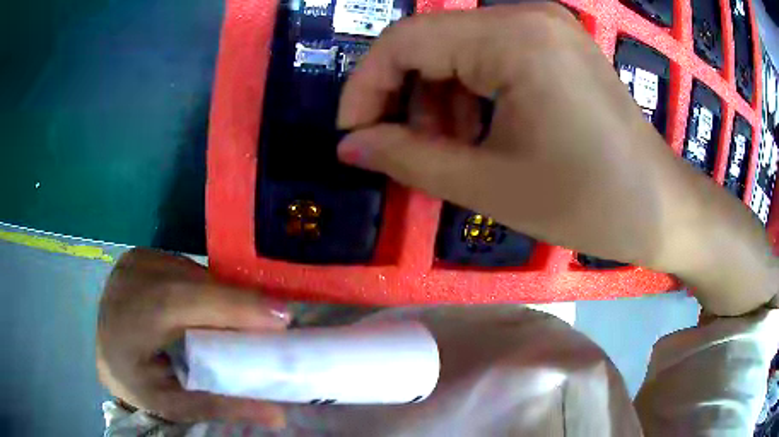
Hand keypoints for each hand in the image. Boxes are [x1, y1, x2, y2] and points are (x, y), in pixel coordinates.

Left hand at [97, 248, 288, 425]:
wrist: (102, 350)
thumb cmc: (135, 382)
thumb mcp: (174, 405)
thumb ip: (222, 406)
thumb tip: (279, 413)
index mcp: (130, 320)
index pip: (182, 302)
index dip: (233, 305)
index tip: (281, 317)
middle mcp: (131, 279)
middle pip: (194, 284)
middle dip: (237, 303)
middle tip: (274, 323)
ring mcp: (135, 261)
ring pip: (193, 273)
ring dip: (221, 295)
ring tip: (243, 319)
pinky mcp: (141, 254)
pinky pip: (185, 267)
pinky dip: (205, 287)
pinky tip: (209, 306)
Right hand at [336, 5, 777, 314]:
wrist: (660, 207)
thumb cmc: (589, 203)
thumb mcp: (491, 186)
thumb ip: (408, 159)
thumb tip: (349, 146)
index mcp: (513, 37)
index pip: (404, 41)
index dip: (364, 87)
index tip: (352, 136)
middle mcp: (526, 15)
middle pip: (430, 41)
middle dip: (403, 96)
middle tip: (403, 151)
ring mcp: (545, 26)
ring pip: (458, 49)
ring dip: (438, 98)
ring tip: (449, 150)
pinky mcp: (556, 44)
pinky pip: (490, 55)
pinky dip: (470, 92)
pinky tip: (481, 132)